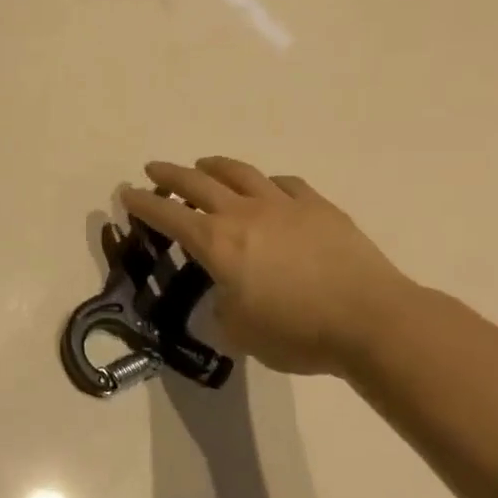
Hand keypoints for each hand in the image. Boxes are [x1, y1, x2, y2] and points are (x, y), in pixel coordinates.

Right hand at [121, 157, 417, 375]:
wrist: (371, 321)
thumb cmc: (296, 332)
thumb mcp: (239, 330)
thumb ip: (223, 305)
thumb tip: (228, 292)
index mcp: (217, 243)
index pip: (168, 216)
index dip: (143, 203)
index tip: (126, 193)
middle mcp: (244, 214)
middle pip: (197, 183)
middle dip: (169, 175)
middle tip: (153, 169)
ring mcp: (284, 205)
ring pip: (240, 174)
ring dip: (214, 167)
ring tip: (203, 165)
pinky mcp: (319, 208)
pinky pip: (284, 184)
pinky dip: (265, 183)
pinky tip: (266, 188)